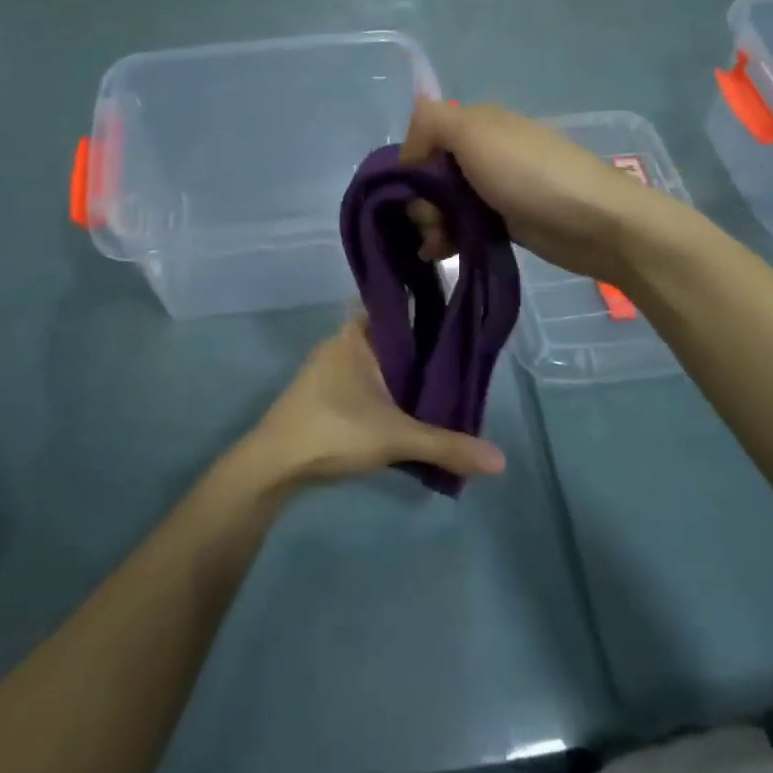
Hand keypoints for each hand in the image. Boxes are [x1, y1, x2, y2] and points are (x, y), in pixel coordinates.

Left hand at [241, 319, 506, 489]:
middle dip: (422, 349)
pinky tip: (407, 408)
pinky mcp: (322, 394)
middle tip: (461, 362)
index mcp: (357, 334)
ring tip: (442, 386)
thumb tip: (501, 461)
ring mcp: (328, 368)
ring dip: (402, 373)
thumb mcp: (396, 438)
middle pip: (391, 337)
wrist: (271, 465)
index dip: (427, 309)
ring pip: (377, 362)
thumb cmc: (333, 431)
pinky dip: (385, 389)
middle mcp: (342, 342)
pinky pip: (364, 381)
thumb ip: (447, 445)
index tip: (459, 318)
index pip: (398, 306)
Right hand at [398, 98, 672, 284]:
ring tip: (438, 246)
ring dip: (433, 224)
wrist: (595, 222)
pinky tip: (442, 253)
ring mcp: (496, 187)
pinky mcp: (506, 221)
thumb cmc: (530, 175)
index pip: (424, 137)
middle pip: (431, 174)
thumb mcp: (475, 134)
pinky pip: (465, 225)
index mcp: (477, 123)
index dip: (411, 164)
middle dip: (422, 200)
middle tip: (432, 223)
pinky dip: (450, 238)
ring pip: (446, 203)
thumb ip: (432, 123)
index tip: (410, 190)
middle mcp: (484, 150)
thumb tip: (409, 143)